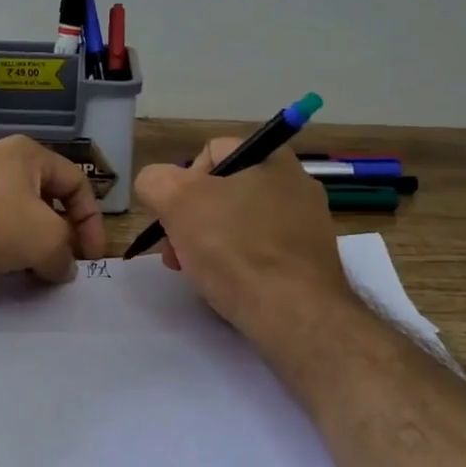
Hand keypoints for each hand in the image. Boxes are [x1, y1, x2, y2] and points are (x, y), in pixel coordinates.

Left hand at [0, 136, 105, 281]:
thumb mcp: (42, 239)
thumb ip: (64, 253)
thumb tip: (64, 268)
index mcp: (28, 153)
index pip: (76, 182)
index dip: (92, 221)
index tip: (91, 258)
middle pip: (42, 195)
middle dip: (58, 232)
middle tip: (60, 263)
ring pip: (9, 208)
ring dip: (25, 239)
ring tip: (26, 268)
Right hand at [133, 138, 352, 337]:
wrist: (294, 314)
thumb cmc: (235, 248)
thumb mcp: (178, 202)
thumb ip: (156, 181)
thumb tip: (157, 185)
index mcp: (272, 158)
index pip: (211, 152)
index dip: (182, 180)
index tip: (174, 215)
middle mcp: (296, 185)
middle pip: (224, 192)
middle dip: (191, 219)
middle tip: (176, 251)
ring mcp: (307, 226)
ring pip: (240, 225)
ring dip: (210, 244)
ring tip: (196, 273)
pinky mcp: (309, 264)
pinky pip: (261, 254)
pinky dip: (238, 266)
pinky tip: (226, 287)